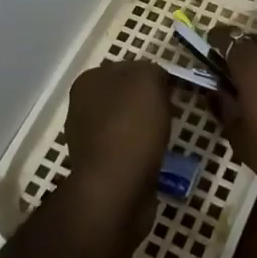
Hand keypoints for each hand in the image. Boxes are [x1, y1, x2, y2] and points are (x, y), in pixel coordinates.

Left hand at [62, 60, 172, 210]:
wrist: (116, 188)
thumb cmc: (131, 126)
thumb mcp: (148, 79)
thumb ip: (151, 70)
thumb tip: (154, 79)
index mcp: (88, 81)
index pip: (126, 69)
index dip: (152, 77)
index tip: (173, 90)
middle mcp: (81, 107)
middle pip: (125, 97)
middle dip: (149, 103)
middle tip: (174, 113)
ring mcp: (87, 139)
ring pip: (126, 123)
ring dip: (146, 129)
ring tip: (168, 138)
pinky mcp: (99, 167)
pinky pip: (127, 150)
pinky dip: (142, 152)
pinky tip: (155, 158)